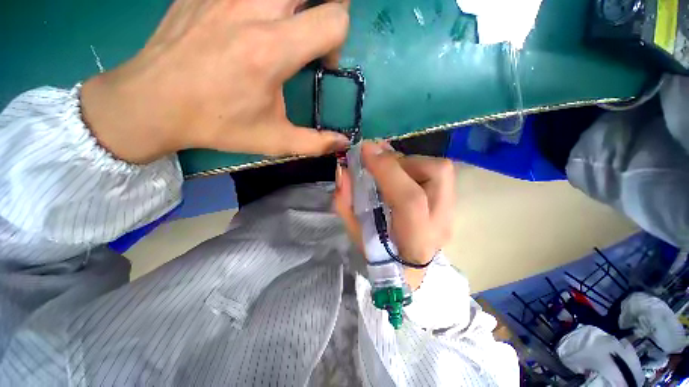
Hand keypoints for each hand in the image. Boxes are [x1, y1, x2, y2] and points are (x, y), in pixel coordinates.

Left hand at [81, 0, 350, 163]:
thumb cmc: (218, 124)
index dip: (337, 40)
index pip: (333, 20)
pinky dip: (265, 5)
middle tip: (314, 31)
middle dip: (326, 6)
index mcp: (272, 50)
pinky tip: (252, 23)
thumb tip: (344, 142)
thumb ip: (315, 142)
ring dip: (294, 5)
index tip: (322, 62)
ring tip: (288, 27)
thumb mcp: (274, 140)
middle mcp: (253, 8)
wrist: (152, 102)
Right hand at [333, 141, 455, 288]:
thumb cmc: (379, 255)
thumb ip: (346, 202)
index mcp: (415, 241)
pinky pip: (438, 173)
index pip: (409, 199)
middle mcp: (441, 224)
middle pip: (437, 173)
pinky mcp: (451, 204)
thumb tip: (343, 169)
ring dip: (409, 163)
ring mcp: (450, 213)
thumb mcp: (355, 232)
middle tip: (380, 164)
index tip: (366, 150)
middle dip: (402, 161)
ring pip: (440, 168)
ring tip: (389, 172)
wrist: (409, 268)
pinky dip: (415, 167)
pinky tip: (400, 176)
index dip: (387, 170)